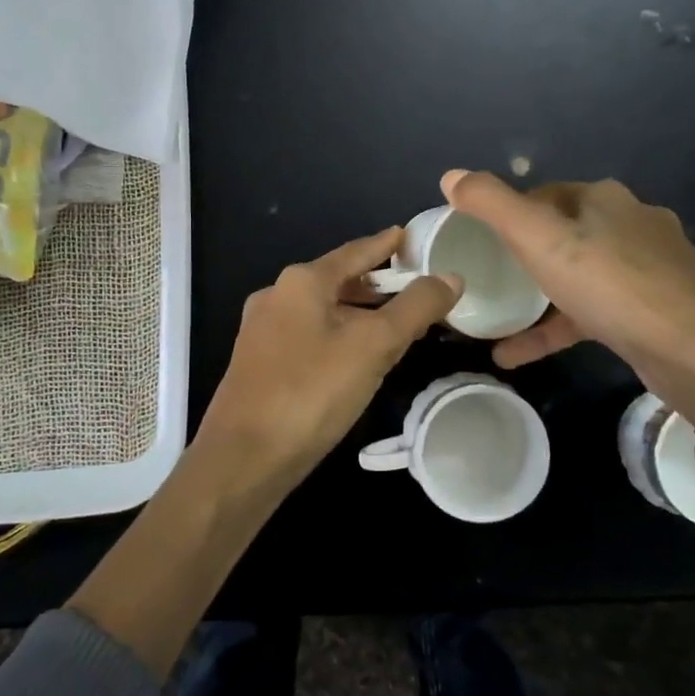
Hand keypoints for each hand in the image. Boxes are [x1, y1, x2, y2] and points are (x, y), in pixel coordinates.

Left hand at [194, 228, 462, 495]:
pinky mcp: (259, 363)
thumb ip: (415, 308)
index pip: (355, 251)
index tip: (410, 237)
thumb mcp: (373, 346)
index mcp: (301, 282)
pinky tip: (355, 359)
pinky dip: (337, 336)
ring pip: (322, 311)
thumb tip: (450, 277)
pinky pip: (308, 335)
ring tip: (392, 326)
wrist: (243, 458)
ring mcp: (262, 330)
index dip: (386, 244)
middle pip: (337, 280)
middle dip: (375, 284)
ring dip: (357, 313)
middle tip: (413, 290)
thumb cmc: (311, 392)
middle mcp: (276, 296)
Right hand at [441, 170, 694, 420]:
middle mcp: (632, 222)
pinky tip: (525, 353)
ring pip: (583, 275)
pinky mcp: (660, 307)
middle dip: (528, 255)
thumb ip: (491, 205)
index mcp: (604, 199)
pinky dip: (562, 326)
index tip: (481, 242)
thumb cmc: (609, 284)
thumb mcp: (539, 239)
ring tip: (501, 323)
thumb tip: (450, 174)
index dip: (510, 214)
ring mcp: (652, 266)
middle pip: (566, 233)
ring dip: (542, 299)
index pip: (545, 194)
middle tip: (491, 280)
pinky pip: (599, 311)